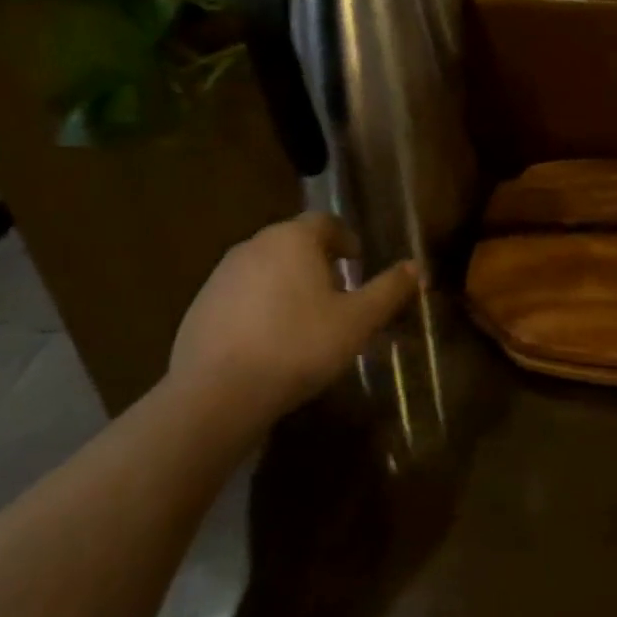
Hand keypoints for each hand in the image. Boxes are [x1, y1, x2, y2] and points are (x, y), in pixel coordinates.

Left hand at [169, 212, 418, 416]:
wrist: (217, 394)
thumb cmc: (298, 346)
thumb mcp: (357, 321)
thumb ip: (389, 290)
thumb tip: (417, 268)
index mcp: (293, 239)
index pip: (325, 221)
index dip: (346, 239)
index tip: (357, 263)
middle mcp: (255, 245)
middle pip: (294, 243)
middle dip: (318, 262)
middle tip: (337, 294)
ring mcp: (222, 275)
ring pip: (266, 268)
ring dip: (288, 284)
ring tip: (305, 321)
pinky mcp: (200, 306)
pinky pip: (241, 295)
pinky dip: (259, 307)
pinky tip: (269, 342)